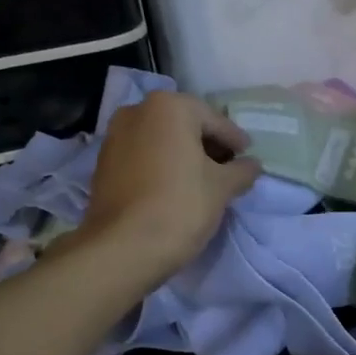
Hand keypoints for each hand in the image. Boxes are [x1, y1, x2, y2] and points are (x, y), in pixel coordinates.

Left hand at [80, 91, 262, 284]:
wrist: (123, 247)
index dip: (235, 140)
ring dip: (183, 156)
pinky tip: (174, 188)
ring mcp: (115, 137)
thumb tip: (252, 165)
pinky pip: (143, 157)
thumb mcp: (223, 187)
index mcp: (169, 107)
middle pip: (184, 126)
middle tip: (228, 169)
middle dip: (207, 145)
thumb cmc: (181, 206)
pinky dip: (161, 166)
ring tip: (202, 181)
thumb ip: (242, 170)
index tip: (248, 156)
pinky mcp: (103, 164)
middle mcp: (137, 111)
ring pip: (161, 141)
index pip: (214, 121)